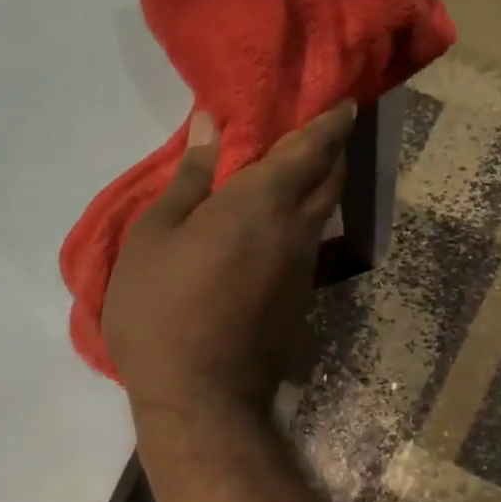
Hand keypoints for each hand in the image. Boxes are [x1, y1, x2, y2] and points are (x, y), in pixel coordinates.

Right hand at [103, 102, 355, 418]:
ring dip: (316, 189)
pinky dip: (298, 224)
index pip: (311, 148)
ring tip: (292, 174)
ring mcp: (303, 271)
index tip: (345, 102)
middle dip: (331, 150)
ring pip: (320, 215)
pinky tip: (272, 230)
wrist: (201, 398)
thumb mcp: (155, 237)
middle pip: (329, 179)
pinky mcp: (300, 303)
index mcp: (261, 202)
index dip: (331, 121)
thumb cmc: (163, 311)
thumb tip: (211, 127)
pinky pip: (305, 247)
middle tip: (320, 131)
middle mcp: (296, 231)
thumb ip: (189, 179)